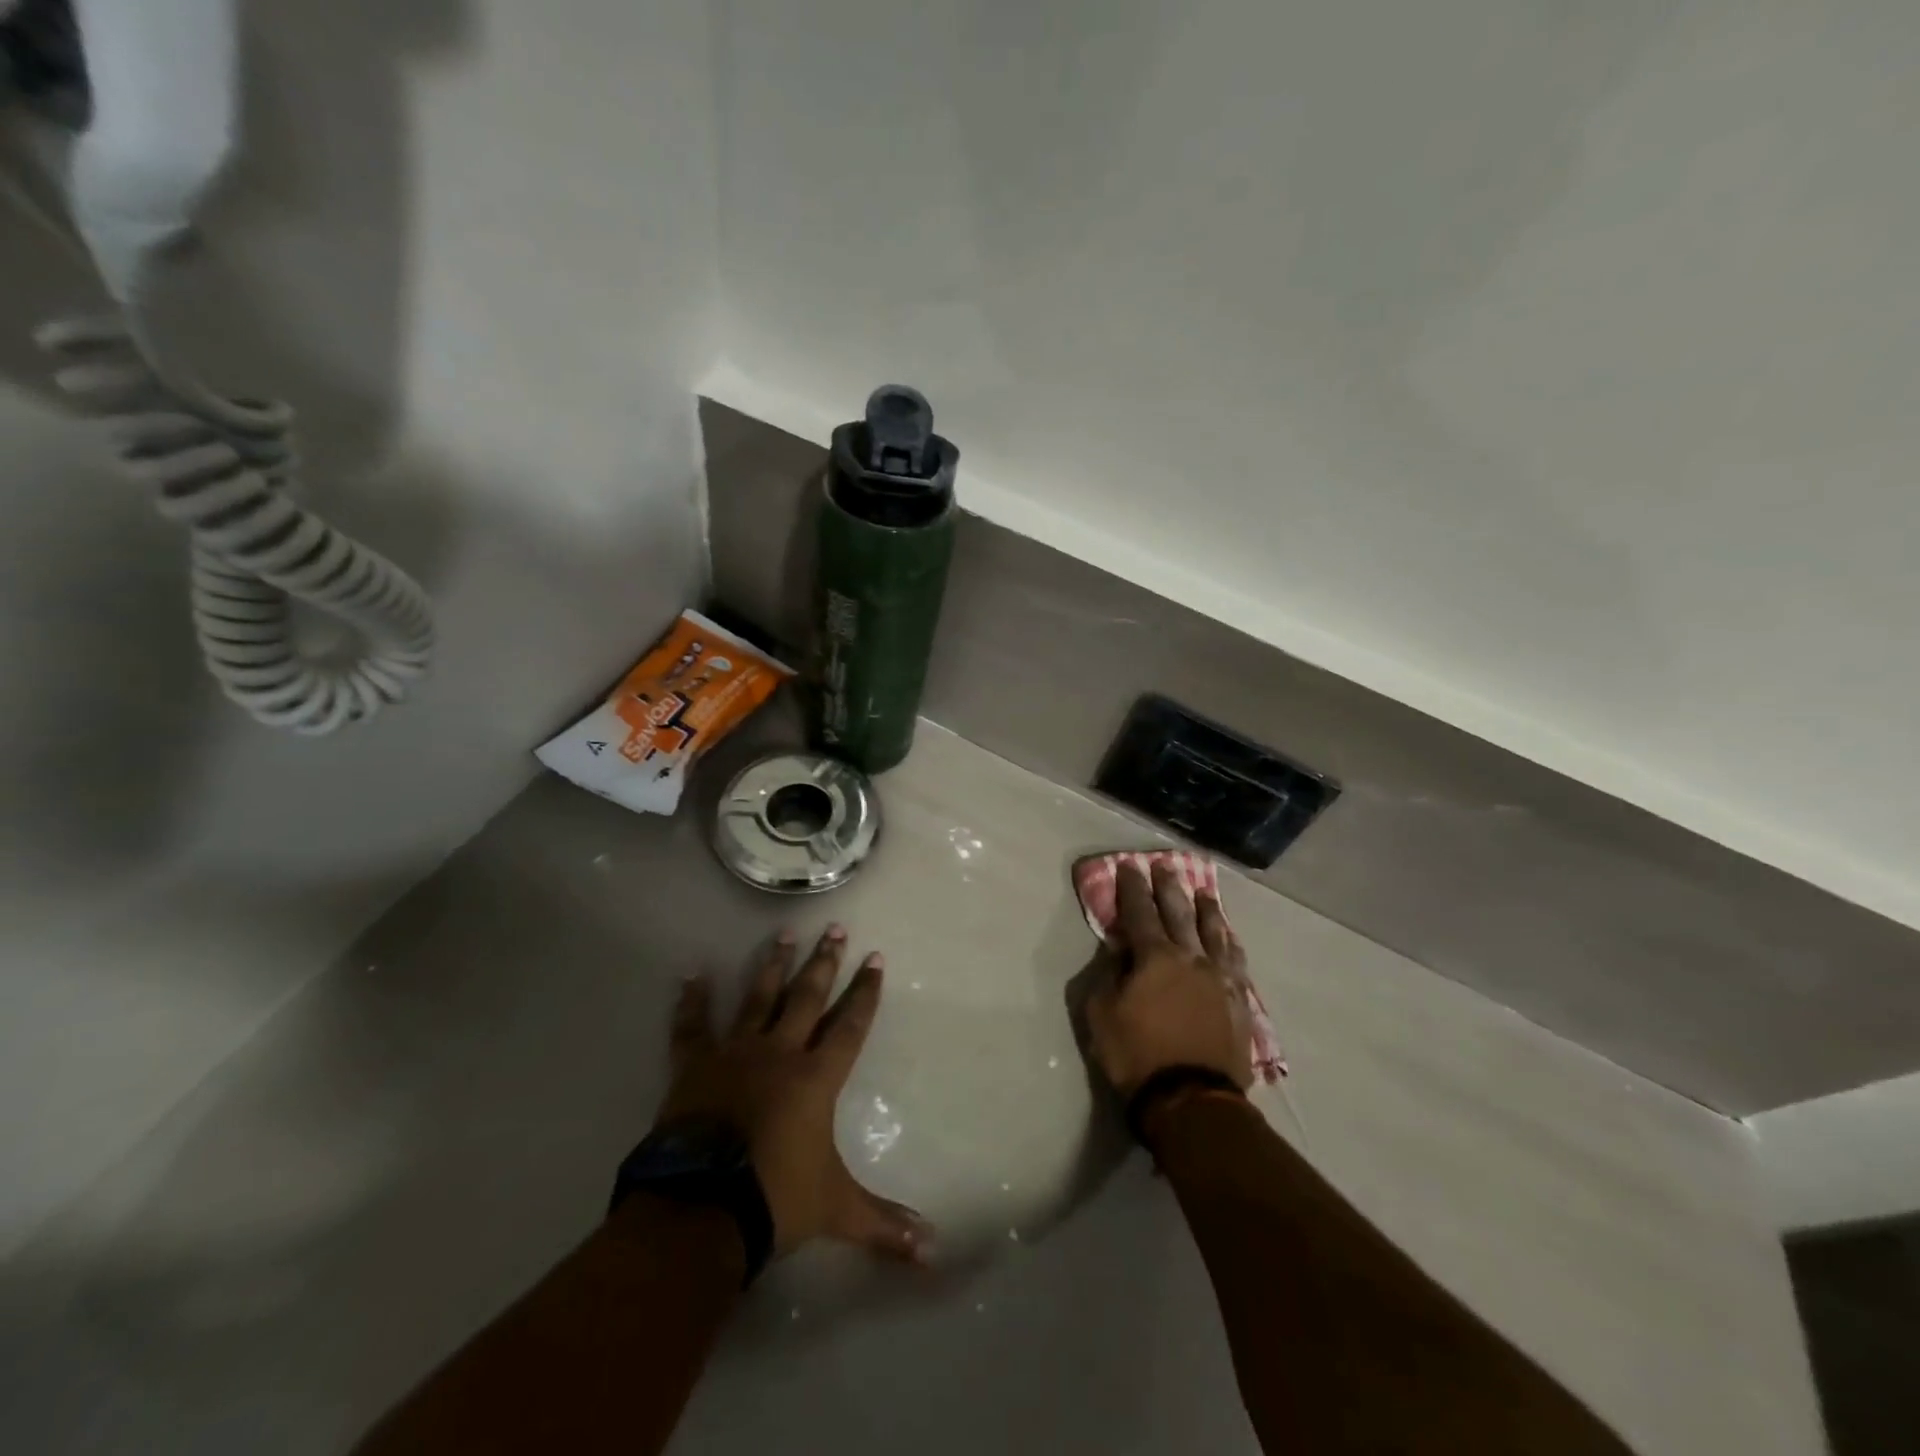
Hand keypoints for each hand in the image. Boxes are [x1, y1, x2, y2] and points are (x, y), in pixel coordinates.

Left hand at [655, 926, 931, 1262]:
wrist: (701, 1209)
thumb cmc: (775, 1200)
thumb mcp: (837, 1211)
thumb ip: (885, 1225)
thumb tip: (934, 1250)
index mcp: (816, 1078)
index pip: (850, 1025)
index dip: (865, 992)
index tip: (875, 959)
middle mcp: (780, 1053)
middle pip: (807, 997)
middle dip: (825, 962)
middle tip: (835, 927)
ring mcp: (735, 1054)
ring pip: (758, 998)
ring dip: (773, 964)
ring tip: (783, 932)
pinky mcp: (695, 1066)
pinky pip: (692, 1027)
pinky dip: (692, 1001)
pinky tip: (692, 974)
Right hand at [1085, 862, 1253, 1099]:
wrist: (1192, 1098)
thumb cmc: (1137, 1055)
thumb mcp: (1102, 1014)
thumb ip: (1108, 975)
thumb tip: (1119, 951)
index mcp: (1154, 957)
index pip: (1140, 912)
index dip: (1132, 888)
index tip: (1129, 866)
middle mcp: (1190, 957)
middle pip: (1179, 913)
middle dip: (1169, 887)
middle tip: (1165, 866)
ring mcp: (1220, 978)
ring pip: (1214, 932)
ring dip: (1206, 909)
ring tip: (1203, 892)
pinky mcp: (1238, 1000)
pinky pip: (1236, 961)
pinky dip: (1230, 942)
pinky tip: (1230, 936)